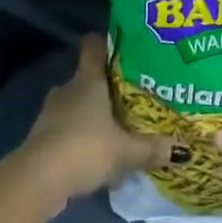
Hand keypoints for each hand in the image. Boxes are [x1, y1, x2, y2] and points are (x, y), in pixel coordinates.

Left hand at [16, 35, 172, 206]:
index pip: (93, 46)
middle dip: (107, 85)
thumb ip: (152, 149)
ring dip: (92, 113)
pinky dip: (80, 134)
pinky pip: (67, 127)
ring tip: (116, 125)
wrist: (38, 180)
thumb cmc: (85, 149)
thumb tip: (183, 150)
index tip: (125, 47)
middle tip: (131, 94)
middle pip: (87, 77)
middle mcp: (67, 89)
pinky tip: (96, 151)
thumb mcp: (126, 152)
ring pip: (76, 104)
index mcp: (88, 81)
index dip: (107, 42)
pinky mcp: (42, 136)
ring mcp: (51, 112)